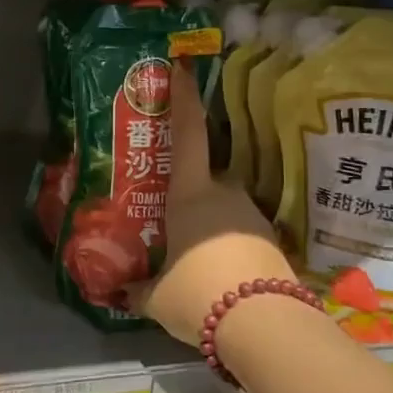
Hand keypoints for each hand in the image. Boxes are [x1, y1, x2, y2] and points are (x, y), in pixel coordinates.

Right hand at [132, 63, 295, 346]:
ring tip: (195, 254)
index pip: (187, 135)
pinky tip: (219, 273)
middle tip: (174, 212)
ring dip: (211, 223)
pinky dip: (230, 245)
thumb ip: (138, 288)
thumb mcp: (157, 296)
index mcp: (191, 194)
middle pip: (207, 177)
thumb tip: (119, 290)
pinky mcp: (274, 242)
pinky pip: (243, 234)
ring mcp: (253, 217)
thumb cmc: (199, 294)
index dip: (184, 99)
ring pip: (226, 208)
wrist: (264, 325)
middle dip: (192, 190)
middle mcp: (225, 195)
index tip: (182, 68)